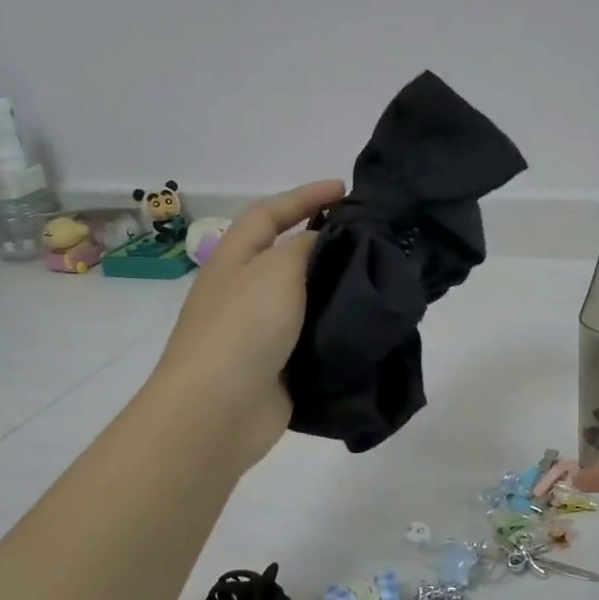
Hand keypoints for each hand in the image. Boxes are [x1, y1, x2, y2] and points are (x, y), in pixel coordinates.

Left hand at [147, 180, 344, 470]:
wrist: (219, 411)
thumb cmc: (242, 329)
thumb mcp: (275, 271)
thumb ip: (304, 247)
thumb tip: (323, 240)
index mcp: (234, 260)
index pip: (269, 215)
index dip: (304, 196)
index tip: (345, 189)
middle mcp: (246, 292)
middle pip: (288, 256)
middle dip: (326, 241)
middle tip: (372, 236)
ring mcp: (262, 333)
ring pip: (307, 300)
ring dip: (338, 287)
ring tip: (380, 278)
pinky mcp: (281, 367)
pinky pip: (315, 338)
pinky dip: (338, 328)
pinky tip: (368, 324)